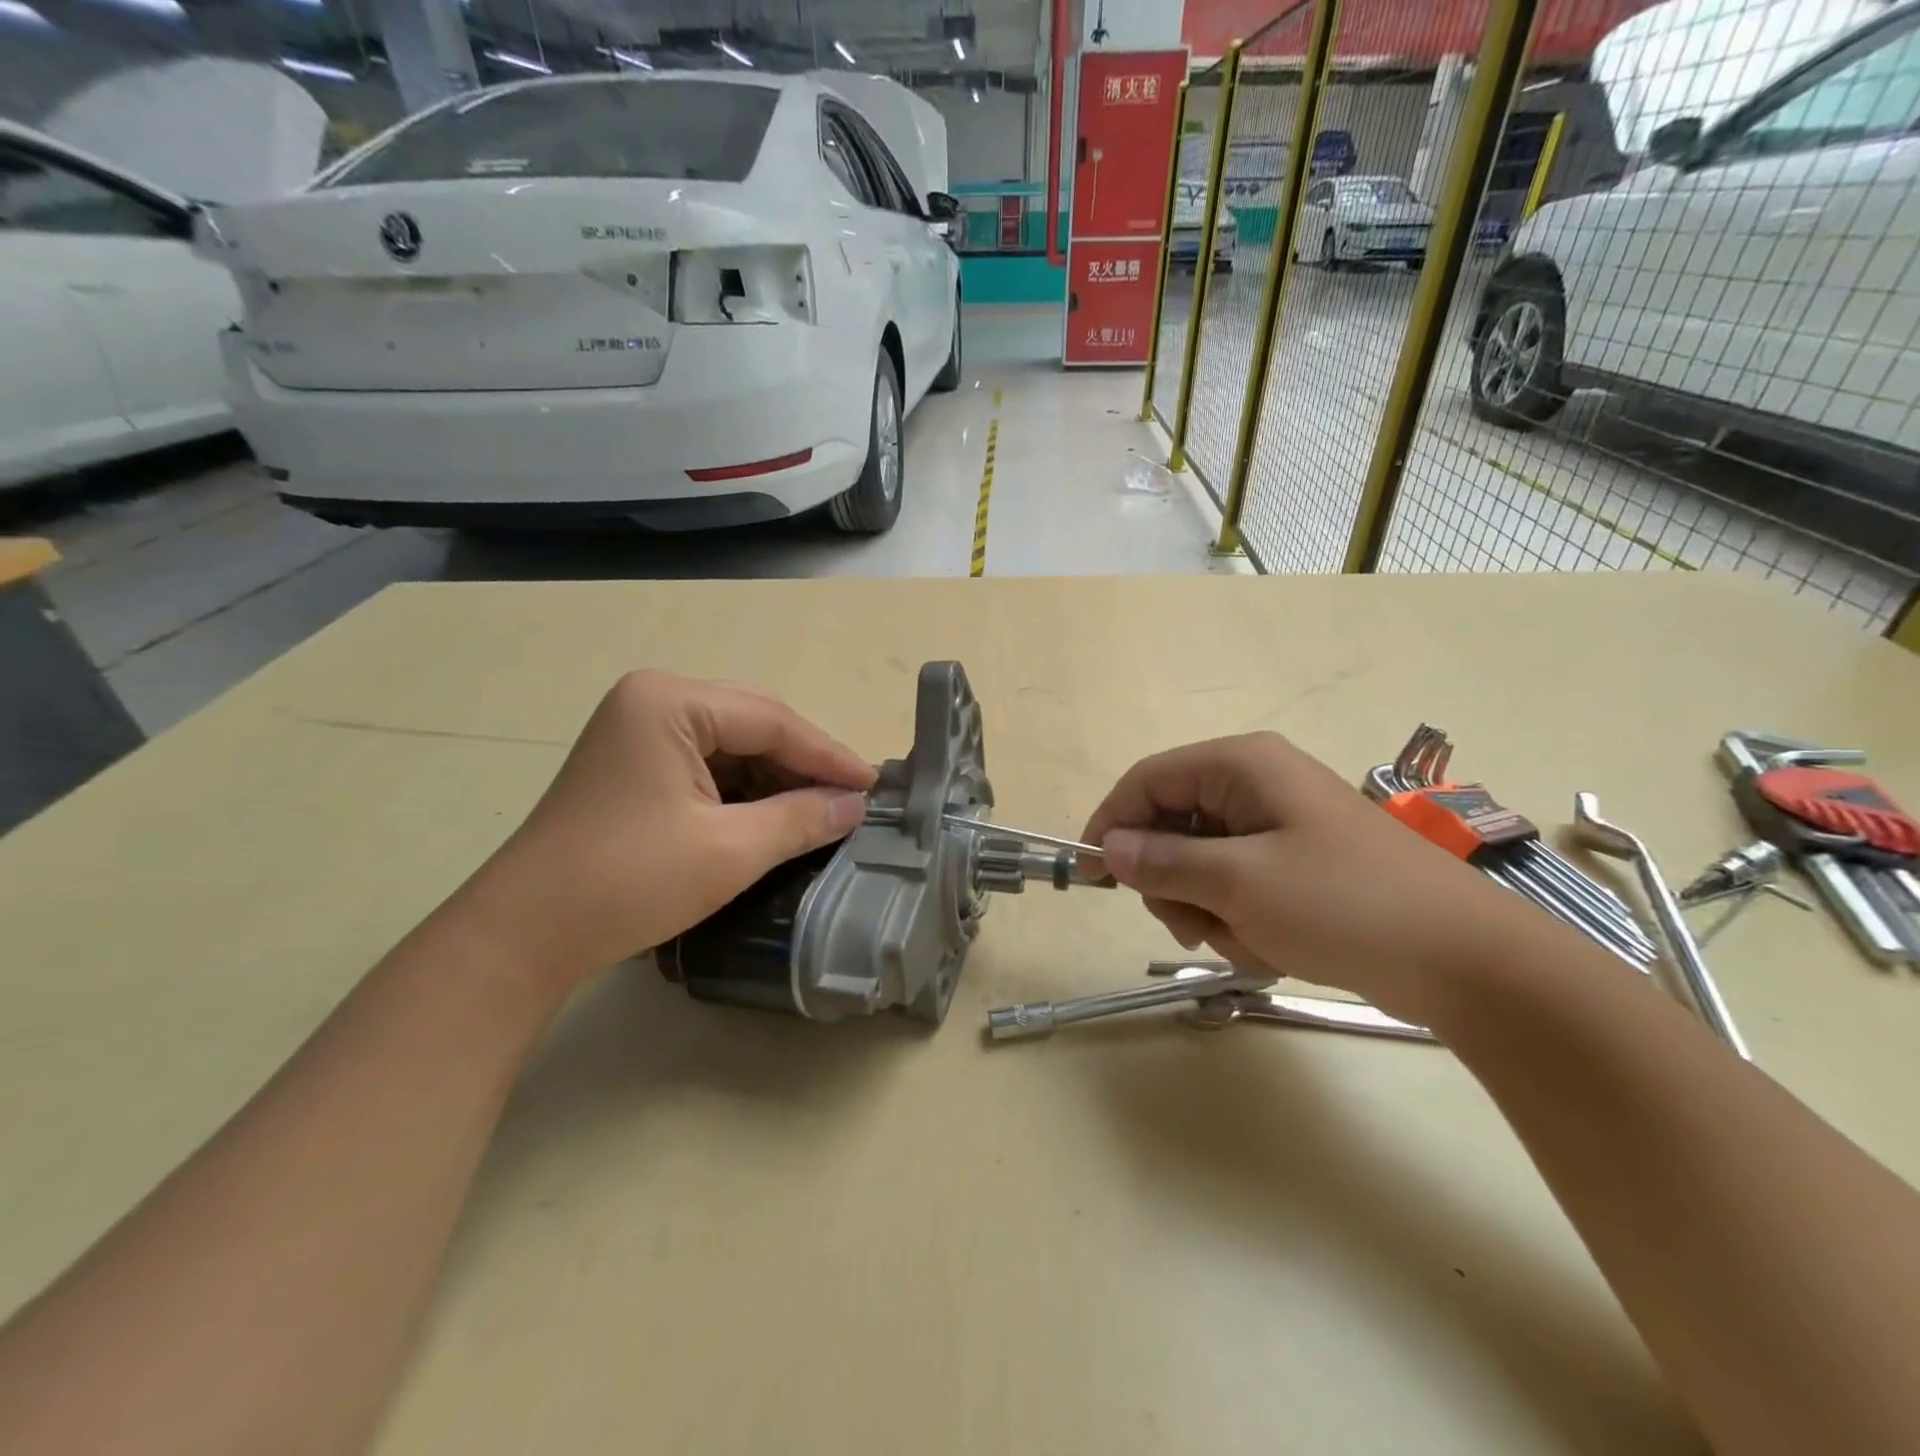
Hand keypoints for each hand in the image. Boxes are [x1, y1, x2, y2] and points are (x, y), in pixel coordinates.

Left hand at [451, 672, 874, 994]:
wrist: (522, 935)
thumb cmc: (628, 881)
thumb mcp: (729, 850)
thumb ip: (802, 818)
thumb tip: (857, 805)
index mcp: (670, 701)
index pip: (772, 720)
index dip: (829, 755)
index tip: (874, 787)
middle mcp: (654, 700)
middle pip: (754, 724)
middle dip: (805, 764)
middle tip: (853, 798)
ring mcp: (639, 730)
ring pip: (734, 745)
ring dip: (778, 778)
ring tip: (822, 811)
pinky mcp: (635, 764)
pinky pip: (709, 764)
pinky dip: (746, 790)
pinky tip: (775, 816)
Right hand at [1082, 733, 1546, 1023]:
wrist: (1465, 962)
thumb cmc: (1344, 905)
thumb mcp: (1239, 883)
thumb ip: (1162, 862)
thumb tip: (1107, 848)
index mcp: (1241, 765)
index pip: (1148, 780)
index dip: (1112, 824)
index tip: (1092, 877)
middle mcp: (1255, 784)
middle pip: (1171, 823)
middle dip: (1172, 880)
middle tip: (1191, 923)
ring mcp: (1278, 825)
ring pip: (1200, 862)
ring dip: (1206, 907)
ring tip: (1244, 940)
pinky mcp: (1296, 863)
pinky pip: (1236, 884)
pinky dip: (1238, 918)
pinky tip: (1270, 944)